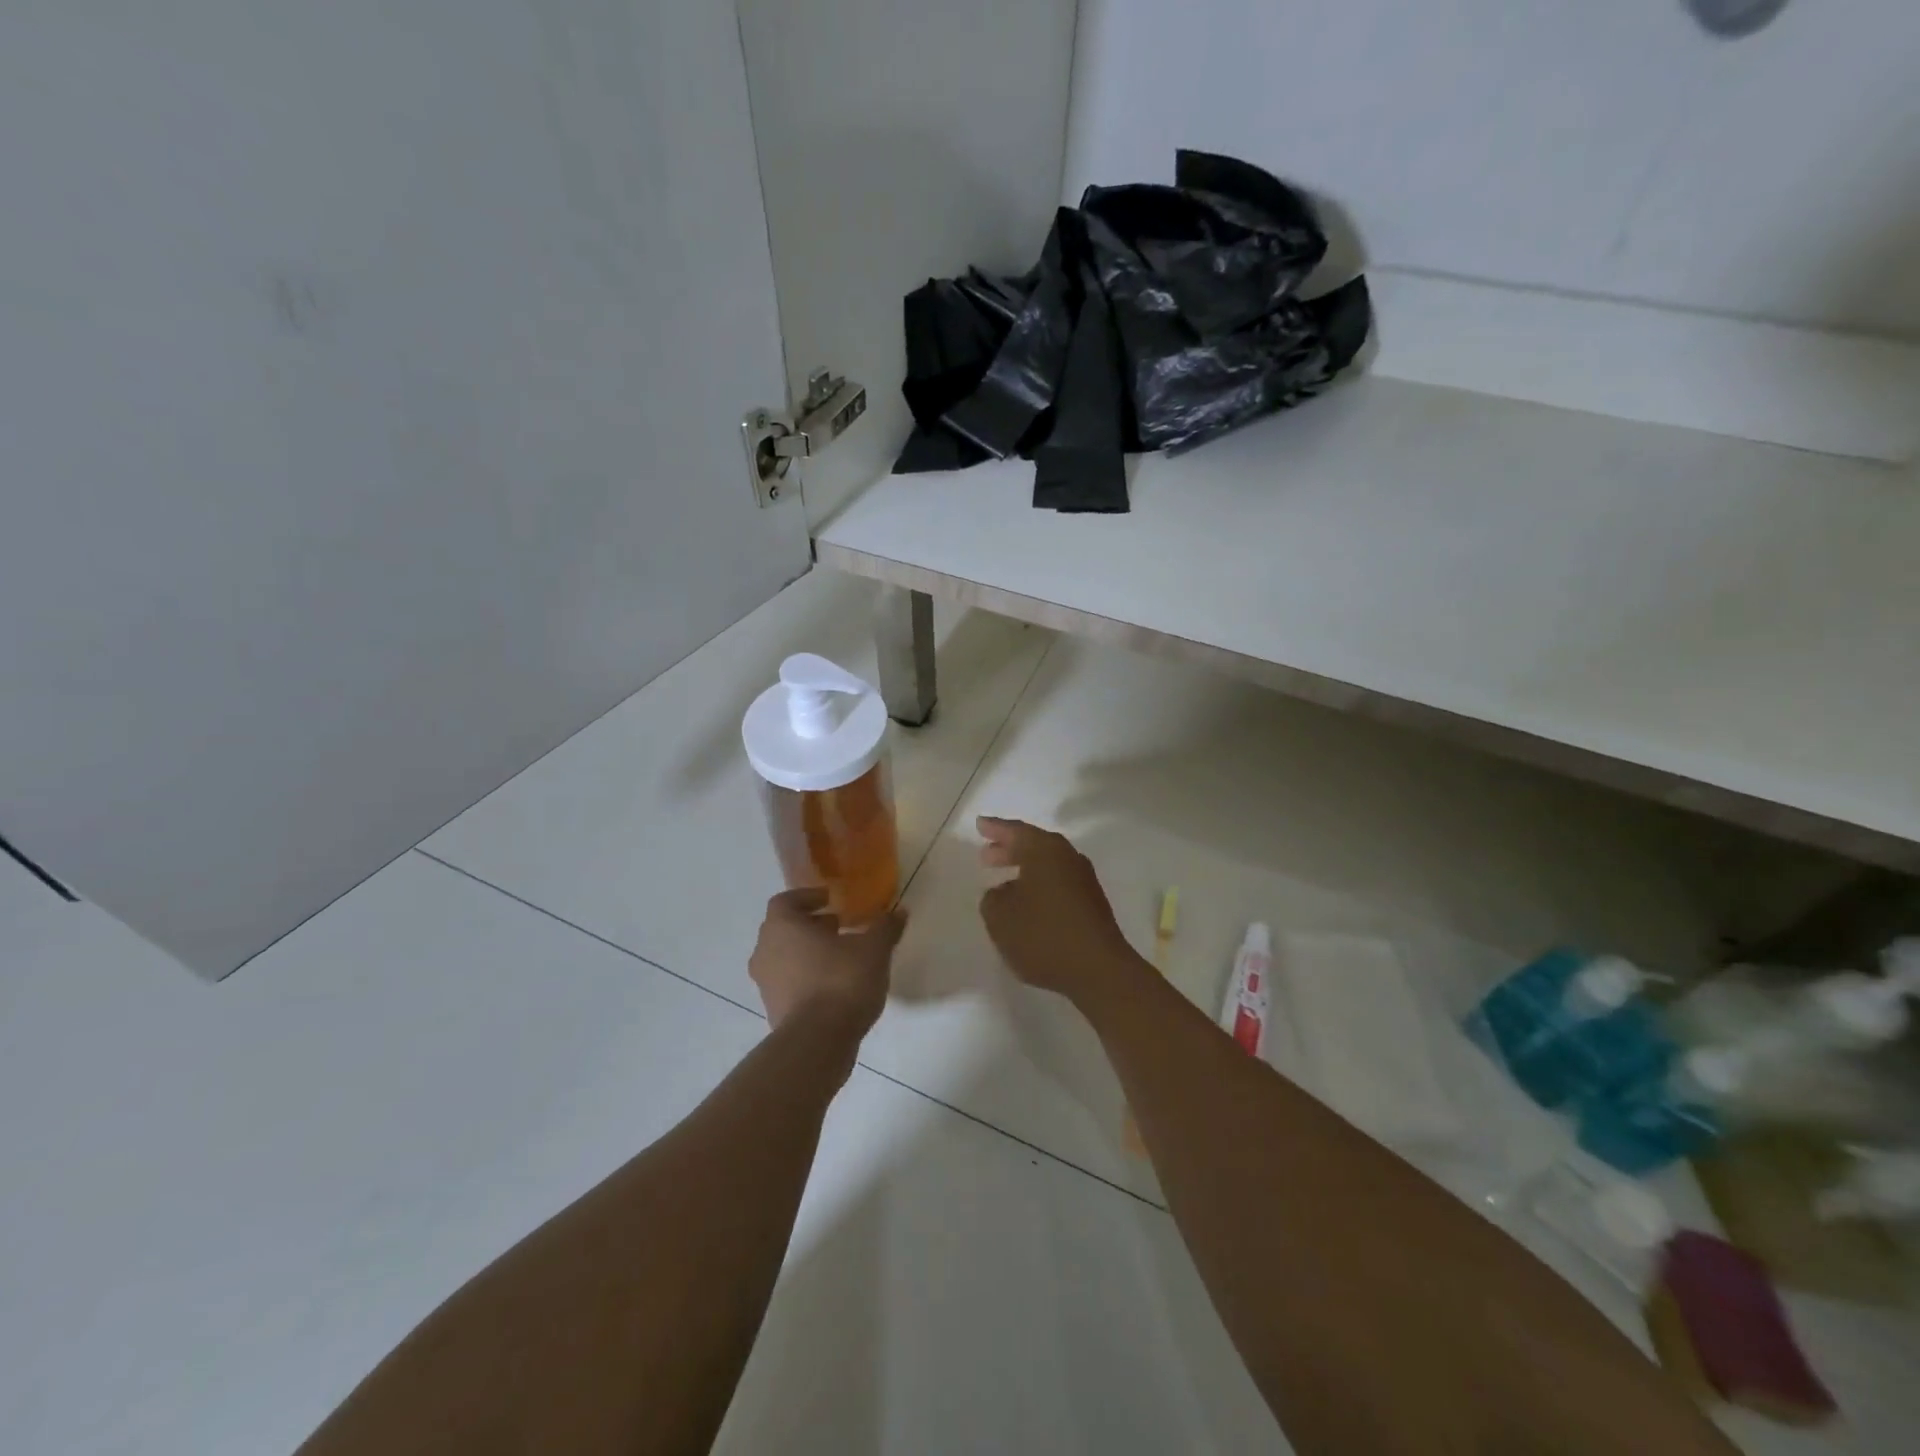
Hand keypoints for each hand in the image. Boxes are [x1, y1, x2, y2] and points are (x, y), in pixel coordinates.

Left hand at [748, 888, 902, 1038]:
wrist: (818, 1043)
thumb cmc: (841, 981)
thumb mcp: (874, 949)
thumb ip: (885, 927)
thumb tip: (899, 912)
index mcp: (782, 926)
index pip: (786, 901)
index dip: (808, 897)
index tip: (831, 900)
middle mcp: (765, 951)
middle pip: (784, 929)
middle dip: (811, 925)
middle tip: (839, 927)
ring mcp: (765, 984)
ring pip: (785, 958)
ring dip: (808, 953)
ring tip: (841, 958)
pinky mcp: (773, 1011)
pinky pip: (789, 984)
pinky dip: (807, 978)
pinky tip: (834, 986)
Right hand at [977, 817, 1145, 1007]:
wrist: (1099, 970)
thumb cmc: (1044, 936)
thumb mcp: (1000, 918)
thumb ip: (992, 899)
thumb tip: (1002, 892)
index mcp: (1045, 851)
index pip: (1015, 831)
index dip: (995, 828)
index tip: (979, 825)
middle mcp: (1068, 857)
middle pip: (1034, 845)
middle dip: (1009, 849)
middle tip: (987, 856)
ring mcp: (1084, 880)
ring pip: (1047, 865)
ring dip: (1025, 870)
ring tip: (1003, 882)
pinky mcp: (1092, 903)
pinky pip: (1058, 884)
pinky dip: (1039, 886)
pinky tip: (1027, 904)